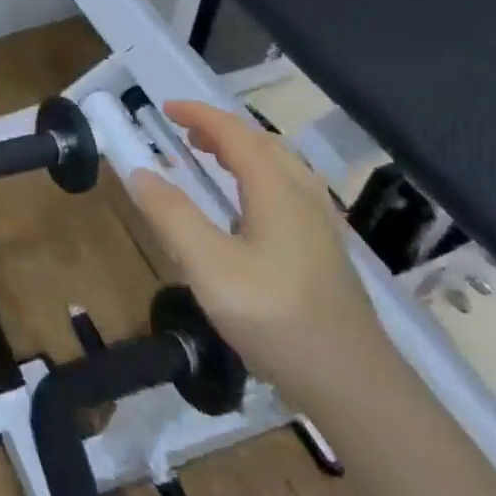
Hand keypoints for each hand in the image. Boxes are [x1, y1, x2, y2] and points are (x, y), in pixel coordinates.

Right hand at [126, 101, 389, 409]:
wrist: (354, 385)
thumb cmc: (276, 318)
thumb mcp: (209, 266)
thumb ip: (171, 215)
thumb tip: (140, 172)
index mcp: (277, 190)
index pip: (235, 133)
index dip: (199, 115)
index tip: (164, 109)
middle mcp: (304, 197)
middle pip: (262, 144)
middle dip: (220, 129)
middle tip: (183, 134)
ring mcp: (320, 225)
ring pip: (280, 167)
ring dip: (240, 151)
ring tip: (209, 159)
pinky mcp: (324, 251)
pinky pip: (287, 190)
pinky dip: (256, 177)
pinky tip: (244, 208)